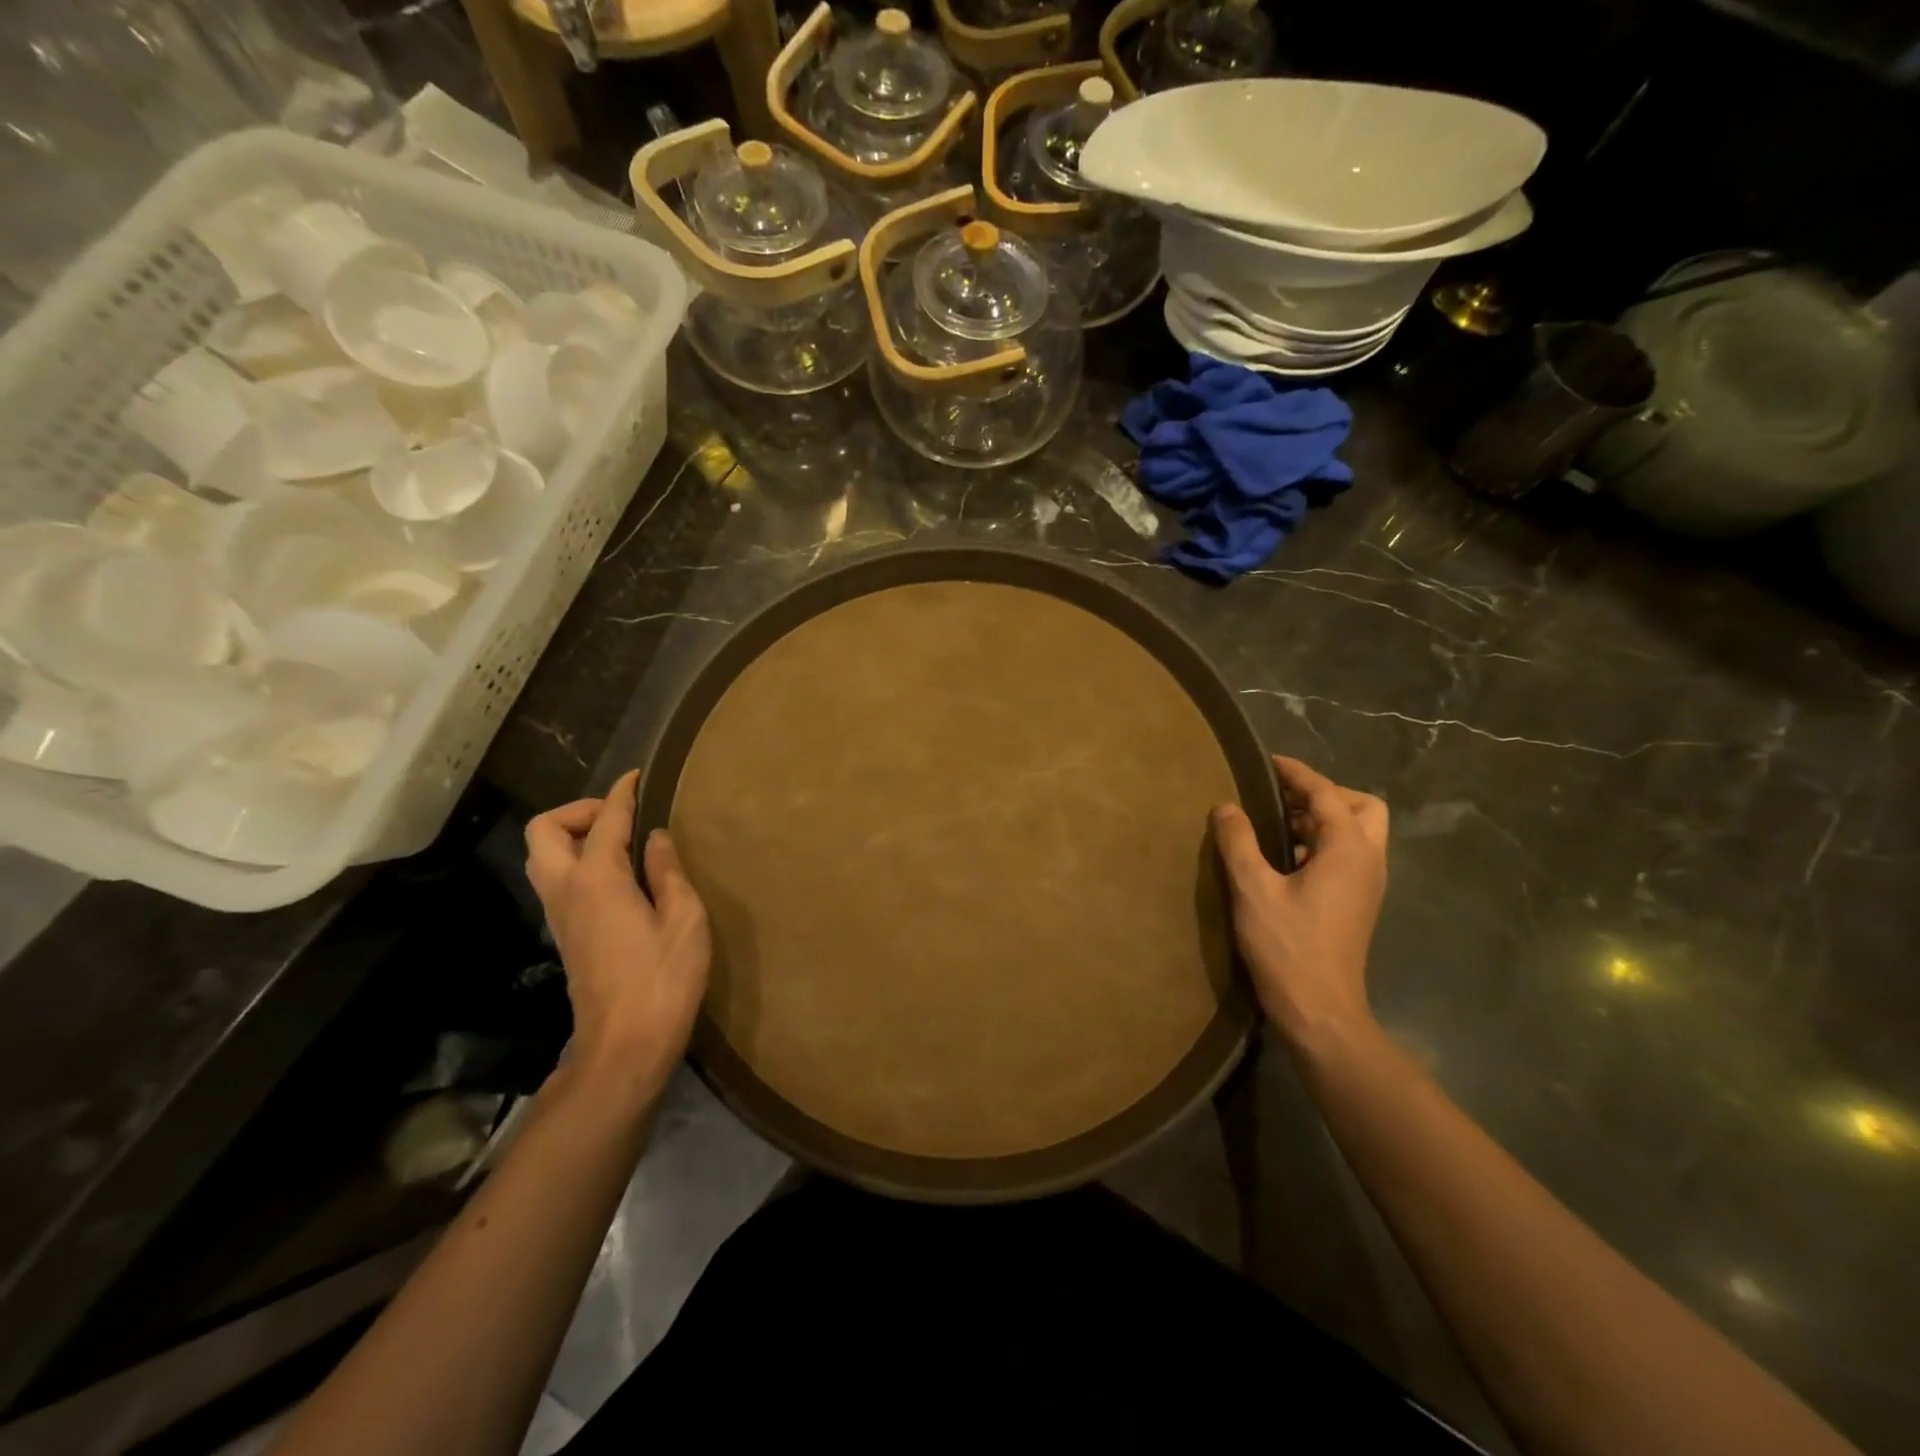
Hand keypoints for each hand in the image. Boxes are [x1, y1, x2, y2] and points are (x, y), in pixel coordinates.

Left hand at [524, 770, 709, 1106]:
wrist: (625, 1044)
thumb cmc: (664, 978)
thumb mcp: (684, 919)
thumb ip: (668, 871)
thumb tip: (654, 839)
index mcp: (598, 879)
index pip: (604, 820)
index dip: (622, 792)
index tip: (637, 776)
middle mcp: (567, 889)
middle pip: (544, 830)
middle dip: (579, 811)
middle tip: (620, 818)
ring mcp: (560, 914)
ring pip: (542, 856)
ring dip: (572, 836)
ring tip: (620, 842)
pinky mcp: (565, 933)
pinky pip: (556, 878)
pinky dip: (577, 861)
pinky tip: (618, 875)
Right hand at [1211, 755, 1388, 1055]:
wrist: (1320, 1011)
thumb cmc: (1288, 946)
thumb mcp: (1253, 889)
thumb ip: (1239, 841)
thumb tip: (1226, 806)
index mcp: (1349, 849)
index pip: (1326, 793)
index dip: (1296, 773)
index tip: (1266, 762)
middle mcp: (1368, 860)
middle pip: (1362, 807)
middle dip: (1324, 794)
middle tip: (1282, 798)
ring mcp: (1367, 884)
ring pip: (1358, 832)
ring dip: (1323, 819)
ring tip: (1277, 824)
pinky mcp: (1358, 903)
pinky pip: (1348, 855)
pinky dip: (1322, 843)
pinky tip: (1285, 859)